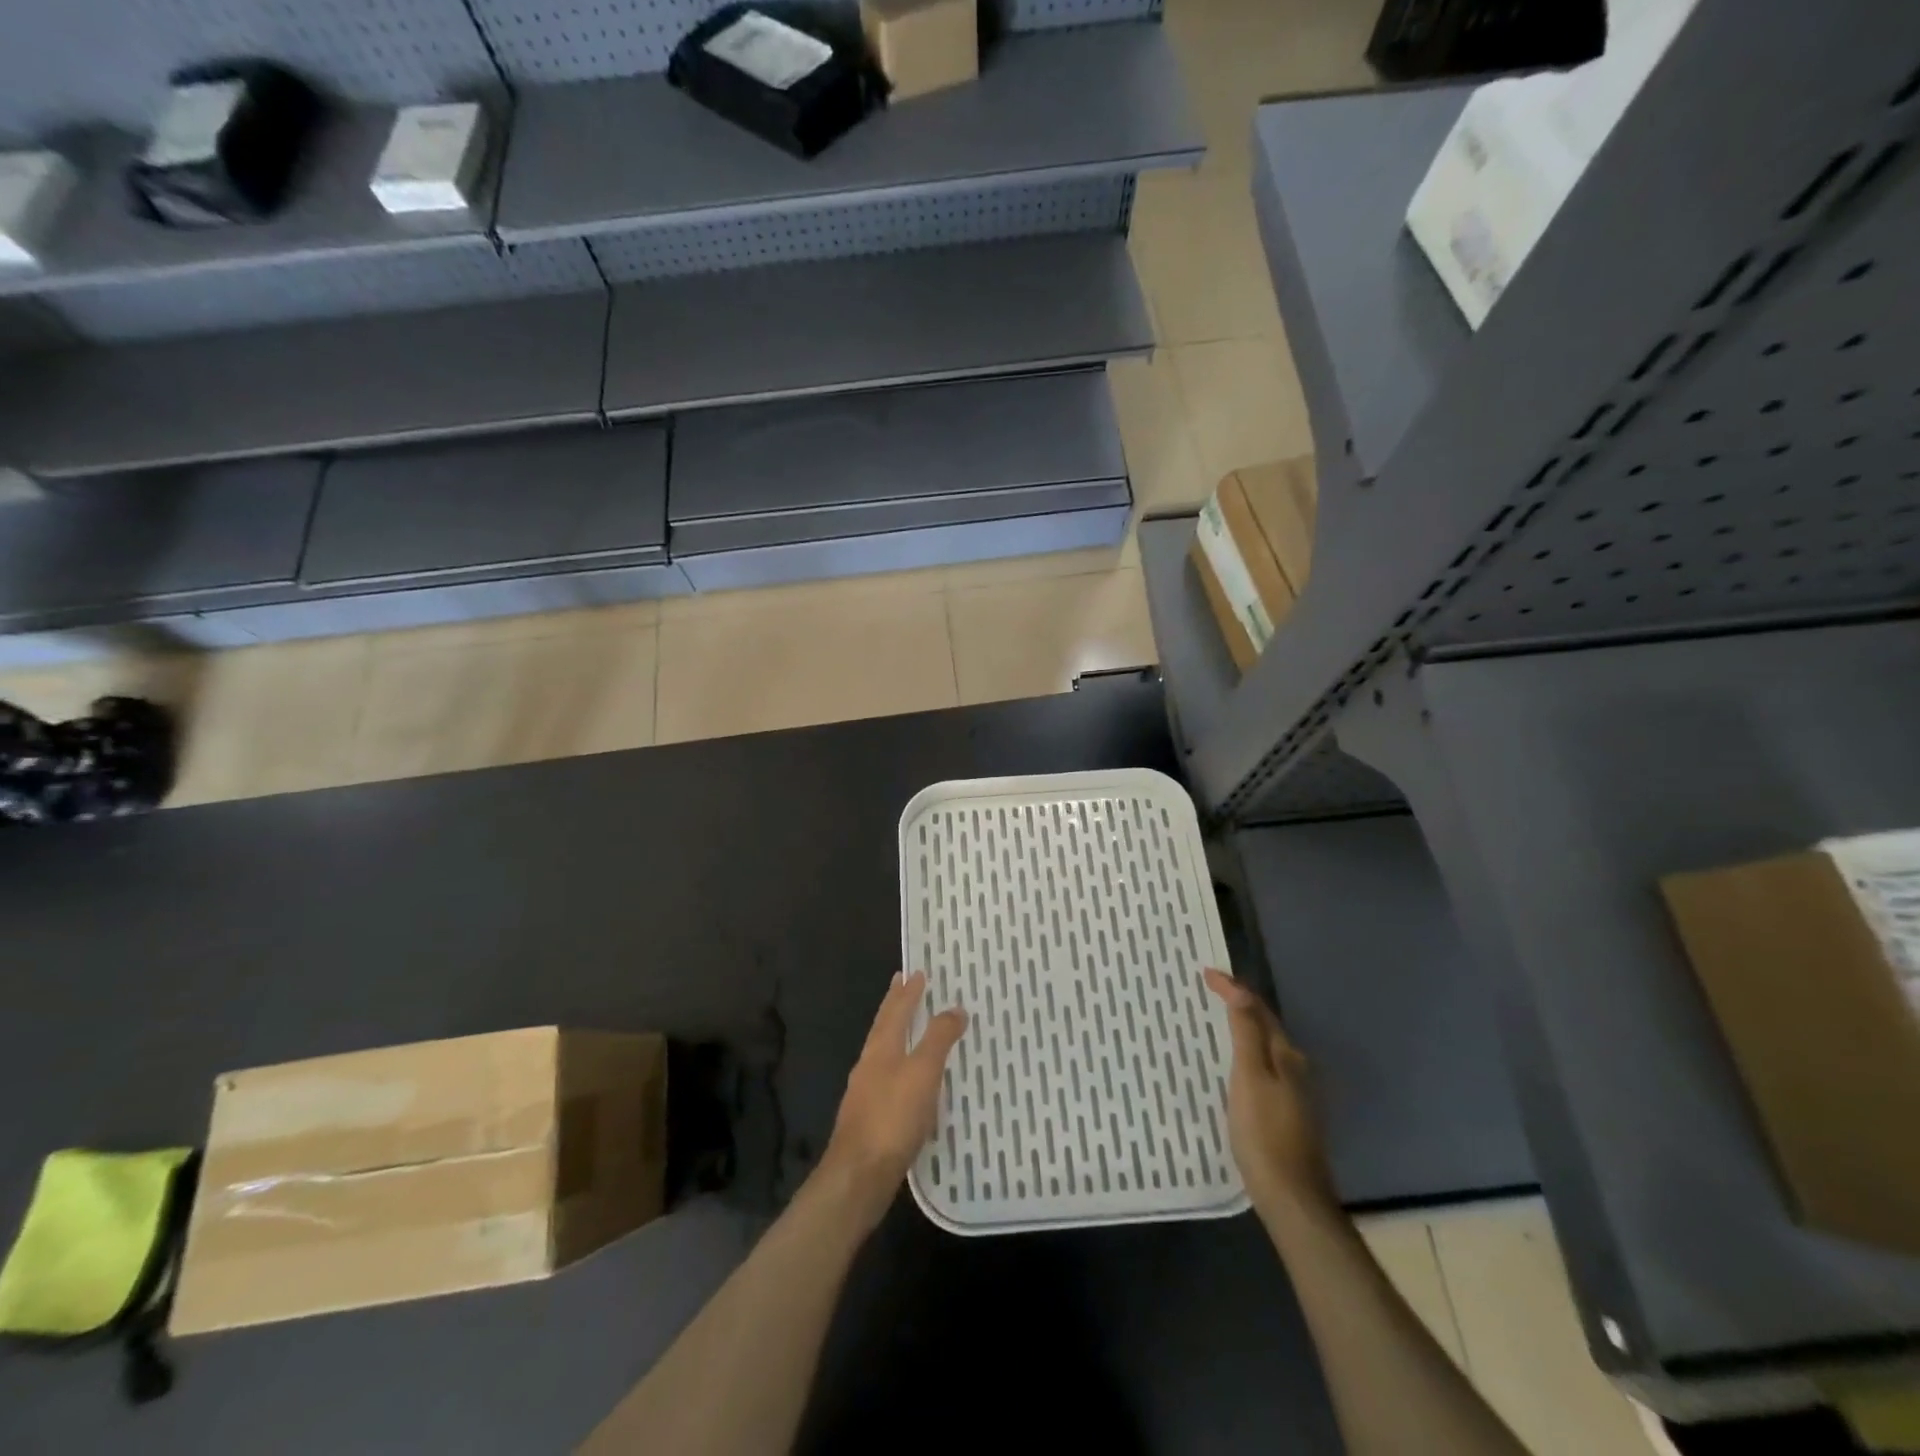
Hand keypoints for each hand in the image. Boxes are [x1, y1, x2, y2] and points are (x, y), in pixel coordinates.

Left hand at [817, 971, 967, 1226]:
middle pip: (884, 1026)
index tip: (916, 972)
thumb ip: (938, 1039)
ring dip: (897, 1034)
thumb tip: (955, 1007)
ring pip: (883, 1051)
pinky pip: (887, 1077)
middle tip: (904, 986)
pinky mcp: (870, 1118)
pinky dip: (899, 1065)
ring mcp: (865, 1092)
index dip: (907, 991)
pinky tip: (909, 1080)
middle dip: (895, 1005)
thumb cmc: (892, 1117)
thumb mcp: (922, 1073)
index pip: (895, 1010)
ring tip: (911, 1027)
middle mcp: (869, 1063)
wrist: (859, 1176)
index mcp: (881, 1048)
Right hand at [1204, 967, 1337, 1220]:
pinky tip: (1232, 1067)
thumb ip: (1246, 1033)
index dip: (1233, 988)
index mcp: (1286, 1056)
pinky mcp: (1289, 1114)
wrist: (1292, 1199)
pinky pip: (1264, 1068)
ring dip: (1243, 1030)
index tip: (1205, 973)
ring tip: (1215, 1023)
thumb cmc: (1264, 1134)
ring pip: (1266, 1048)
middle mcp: (1296, 1068)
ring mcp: (1296, 1094)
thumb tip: (1241, 990)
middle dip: (1239, 1005)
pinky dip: (1246, 1055)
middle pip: (1266, 1026)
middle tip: (1209, 993)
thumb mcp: (1249, 1077)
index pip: (1258, 1009)